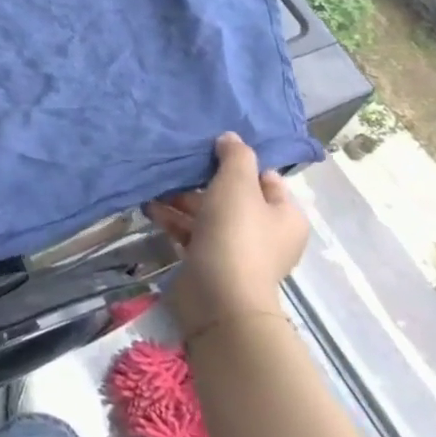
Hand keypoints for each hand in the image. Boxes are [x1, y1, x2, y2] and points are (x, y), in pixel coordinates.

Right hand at [147, 132, 306, 337]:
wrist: (219, 297)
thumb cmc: (236, 234)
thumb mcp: (237, 185)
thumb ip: (235, 156)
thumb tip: (230, 139)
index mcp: (285, 215)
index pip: (264, 178)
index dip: (237, 163)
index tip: (207, 151)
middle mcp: (267, 233)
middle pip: (232, 196)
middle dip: (200, 182)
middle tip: (175, 168)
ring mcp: (238, 250)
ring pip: (208, 214)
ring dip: (181, 200)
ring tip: (154, 186)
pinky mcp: (211, 262)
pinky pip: (192, 233)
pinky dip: (174, 220)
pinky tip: (150, 208)